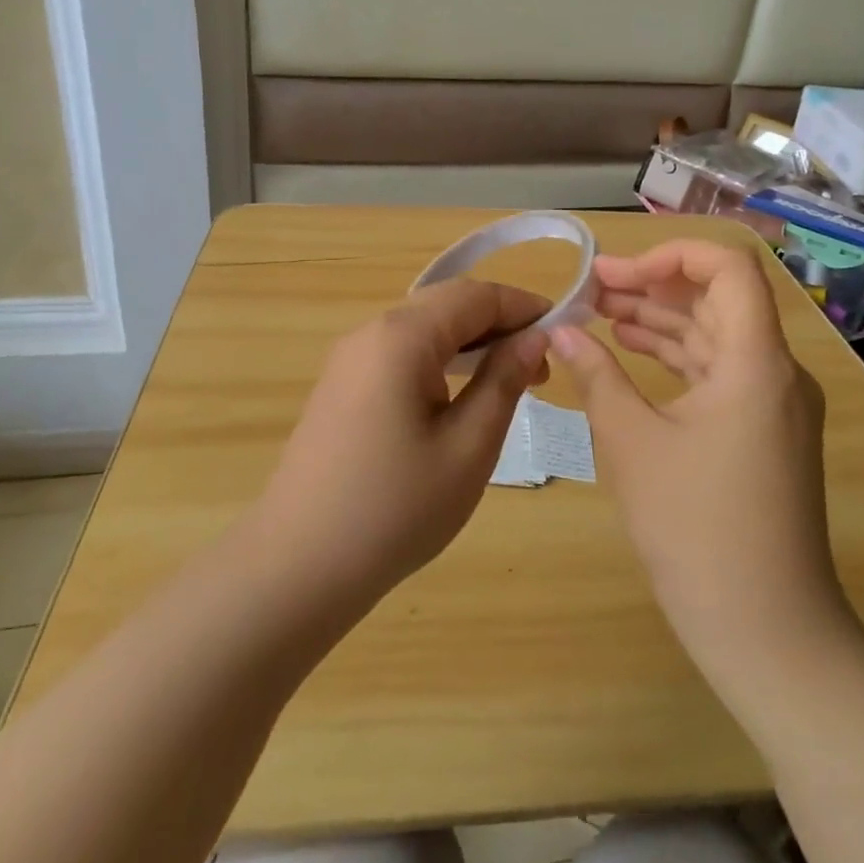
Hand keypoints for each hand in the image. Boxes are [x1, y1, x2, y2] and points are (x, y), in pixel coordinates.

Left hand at [253, 280, 550, 606]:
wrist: (298, 566)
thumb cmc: (396, 508)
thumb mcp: (469, 446)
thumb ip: (503, 380)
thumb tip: (534, 338)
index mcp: (402, 336)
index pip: (476, 296)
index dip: (524, 306)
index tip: (565, 330)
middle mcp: (371, 332)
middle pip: (447, 305)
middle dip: (499, 324)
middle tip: (540, 367)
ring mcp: (349, 359)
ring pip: (423, 328)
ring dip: (471, 342)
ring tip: (510, 380)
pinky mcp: (341, 386)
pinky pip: (401, 353)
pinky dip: (440, 360)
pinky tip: (460, 396)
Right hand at [550, 240, 844, 689]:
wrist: (767, 631)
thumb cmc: (696, 531)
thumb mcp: (632, 444)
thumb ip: (596, 375)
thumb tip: (561, 331)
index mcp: (756, 361)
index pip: (727, 267)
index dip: (670, 253)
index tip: (614, 273)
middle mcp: (776, 371)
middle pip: (717, 298)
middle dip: (652, 285)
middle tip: (590, 290)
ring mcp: (775, 404)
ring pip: (716, 335)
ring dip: (660, 320)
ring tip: (599, 314)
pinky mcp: (765, 432)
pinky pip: (720, 372)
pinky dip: (676, 357)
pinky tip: (631, 353)